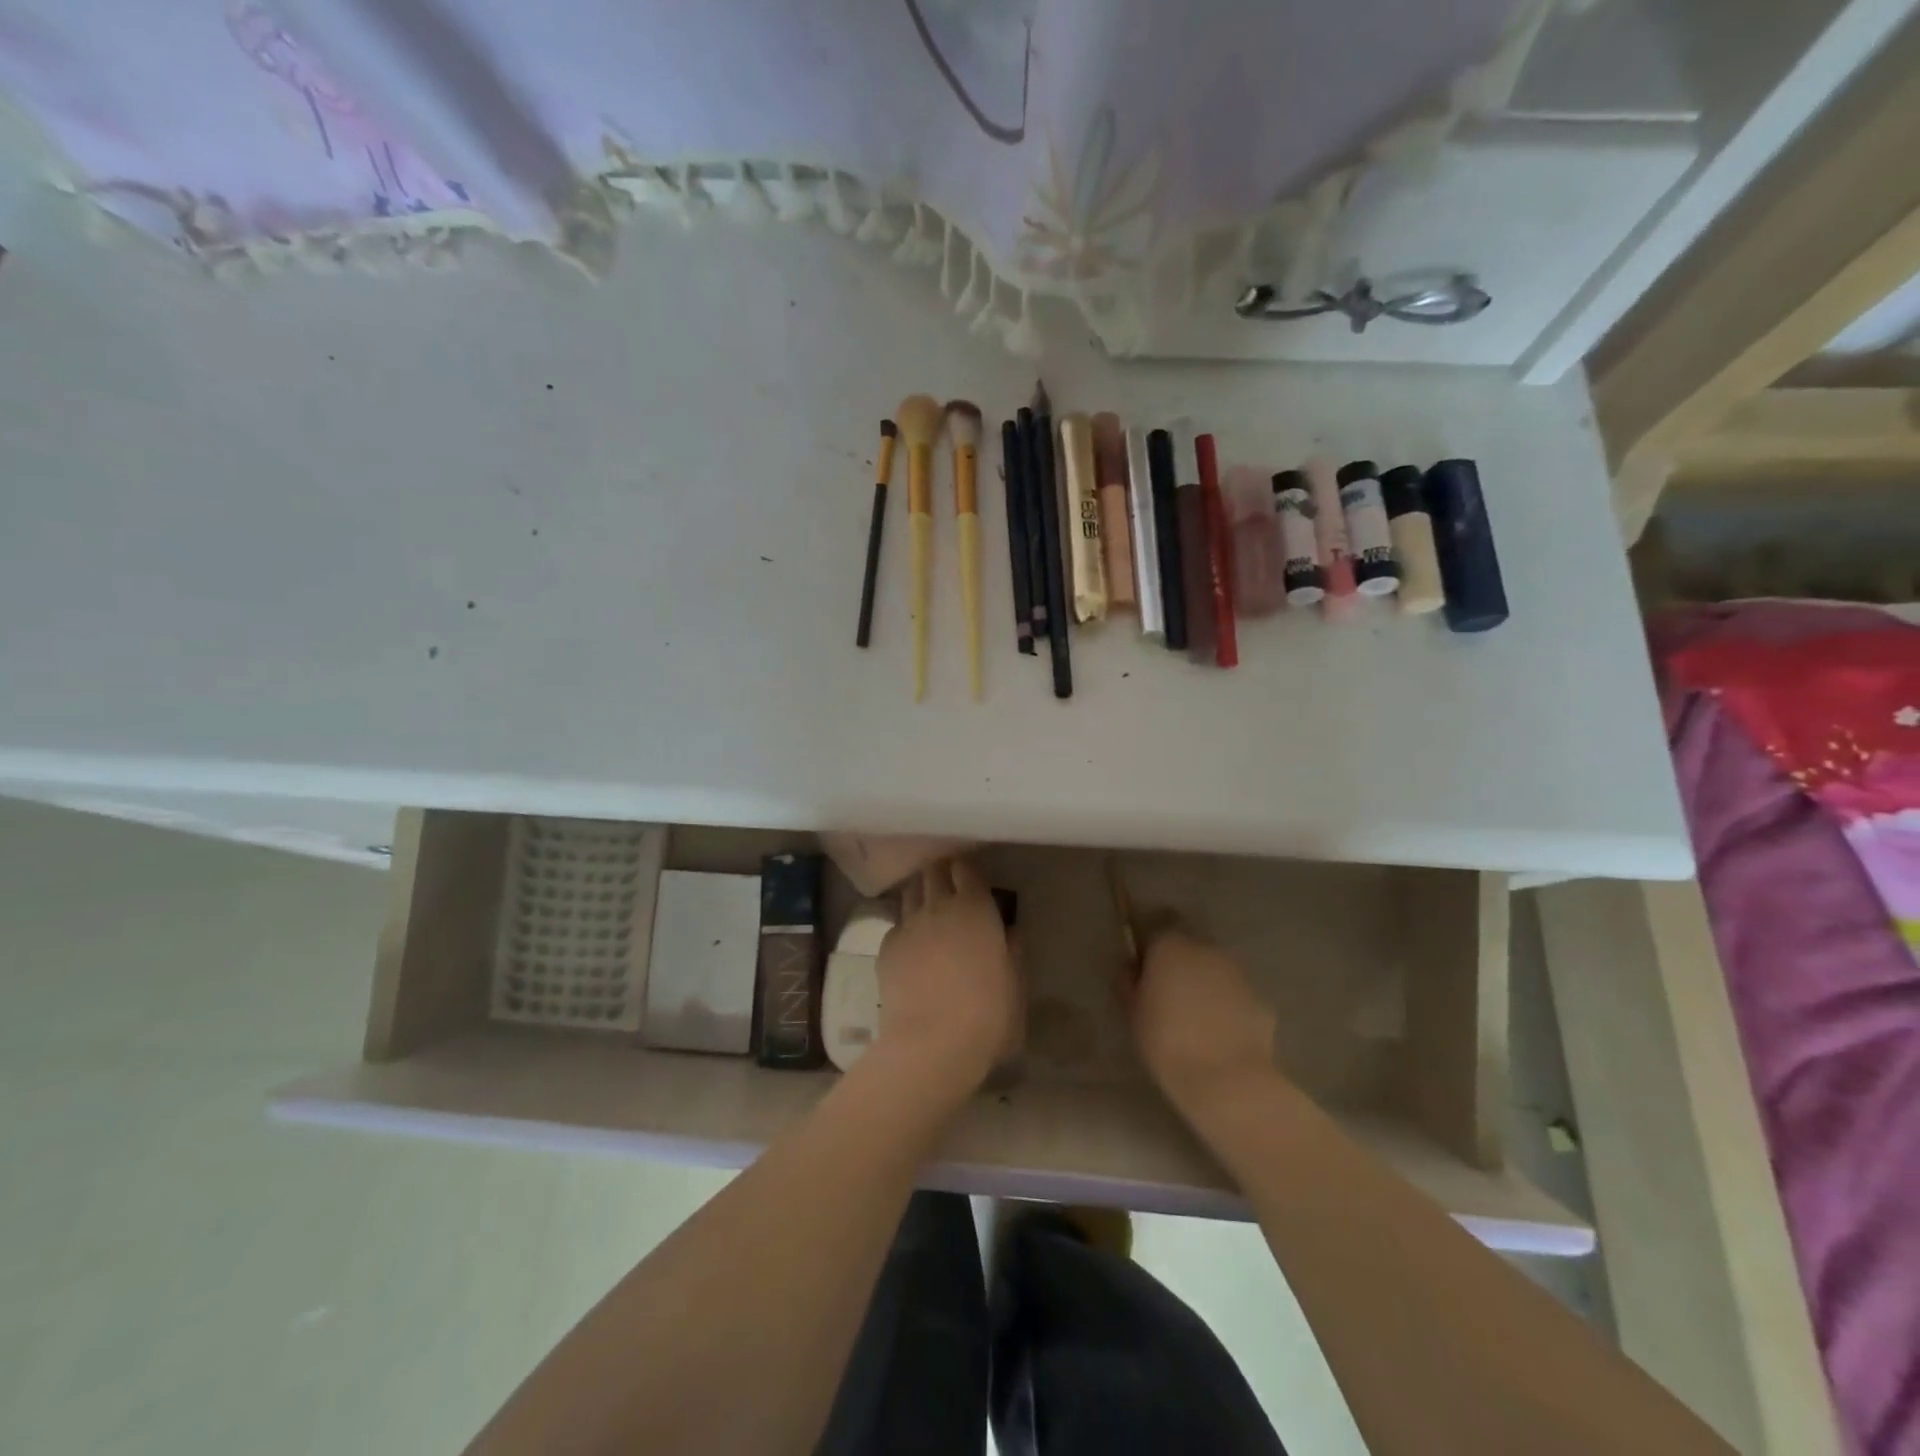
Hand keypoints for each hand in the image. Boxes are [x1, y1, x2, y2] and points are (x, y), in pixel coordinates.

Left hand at [867, 858, 1018, 1107]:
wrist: (931, 1043)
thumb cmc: (988, 1015)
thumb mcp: (1015, 986)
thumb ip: (1012, 953)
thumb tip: (1009, 934)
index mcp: (976, 908)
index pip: (966, 869)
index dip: (966, 869)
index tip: (971, 876)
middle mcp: (939, 906)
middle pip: (933, 872)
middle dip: (940, 872)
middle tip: (948, 885)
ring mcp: (908, 924)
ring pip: (909, 892)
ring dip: (919, 893)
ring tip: (926, 906)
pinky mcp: (886, 947)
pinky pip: (896, 924)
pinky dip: (904, 926)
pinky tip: (911, 944)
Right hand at [1129, 926, 1277, 1117]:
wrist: (1228, 1081)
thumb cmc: (1167, 1042)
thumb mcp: (1133, 1013)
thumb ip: (1130, 983)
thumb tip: (1132, 969)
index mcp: (1171, 946)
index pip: (1158, 924)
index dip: (1151, 942)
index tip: (1143, 964)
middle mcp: (1207, 950)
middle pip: (1190, 945)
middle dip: (1180, 962)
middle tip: (1167, 992)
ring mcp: (1239, 974)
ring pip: (1216, 969)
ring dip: (1205, 983)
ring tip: (1194, 1017)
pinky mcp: (1262, 1001)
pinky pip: (1237, 997)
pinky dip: (1228, 1007)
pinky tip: (1220, 1036)